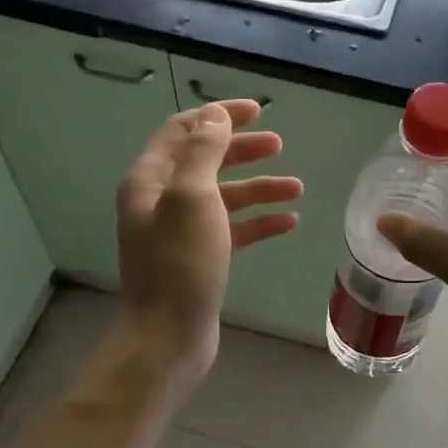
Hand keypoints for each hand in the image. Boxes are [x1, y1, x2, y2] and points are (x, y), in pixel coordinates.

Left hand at [117, 100, 302, 380]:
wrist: (169, 336)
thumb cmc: (180, 262)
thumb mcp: (192, 196)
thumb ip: (203, 151)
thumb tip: (214, 115)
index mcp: (150, 180)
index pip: (183, 130)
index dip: (218, 116)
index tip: (258, 111)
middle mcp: (161, 201)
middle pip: (205, 161)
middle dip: (242, 150)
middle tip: (279, 144)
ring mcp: (180, 232)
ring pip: (224, 197)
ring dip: (258, 188)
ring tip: (297, 188)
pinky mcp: (199, 258)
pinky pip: (232, 230)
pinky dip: (258, 222)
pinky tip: (288, 222)